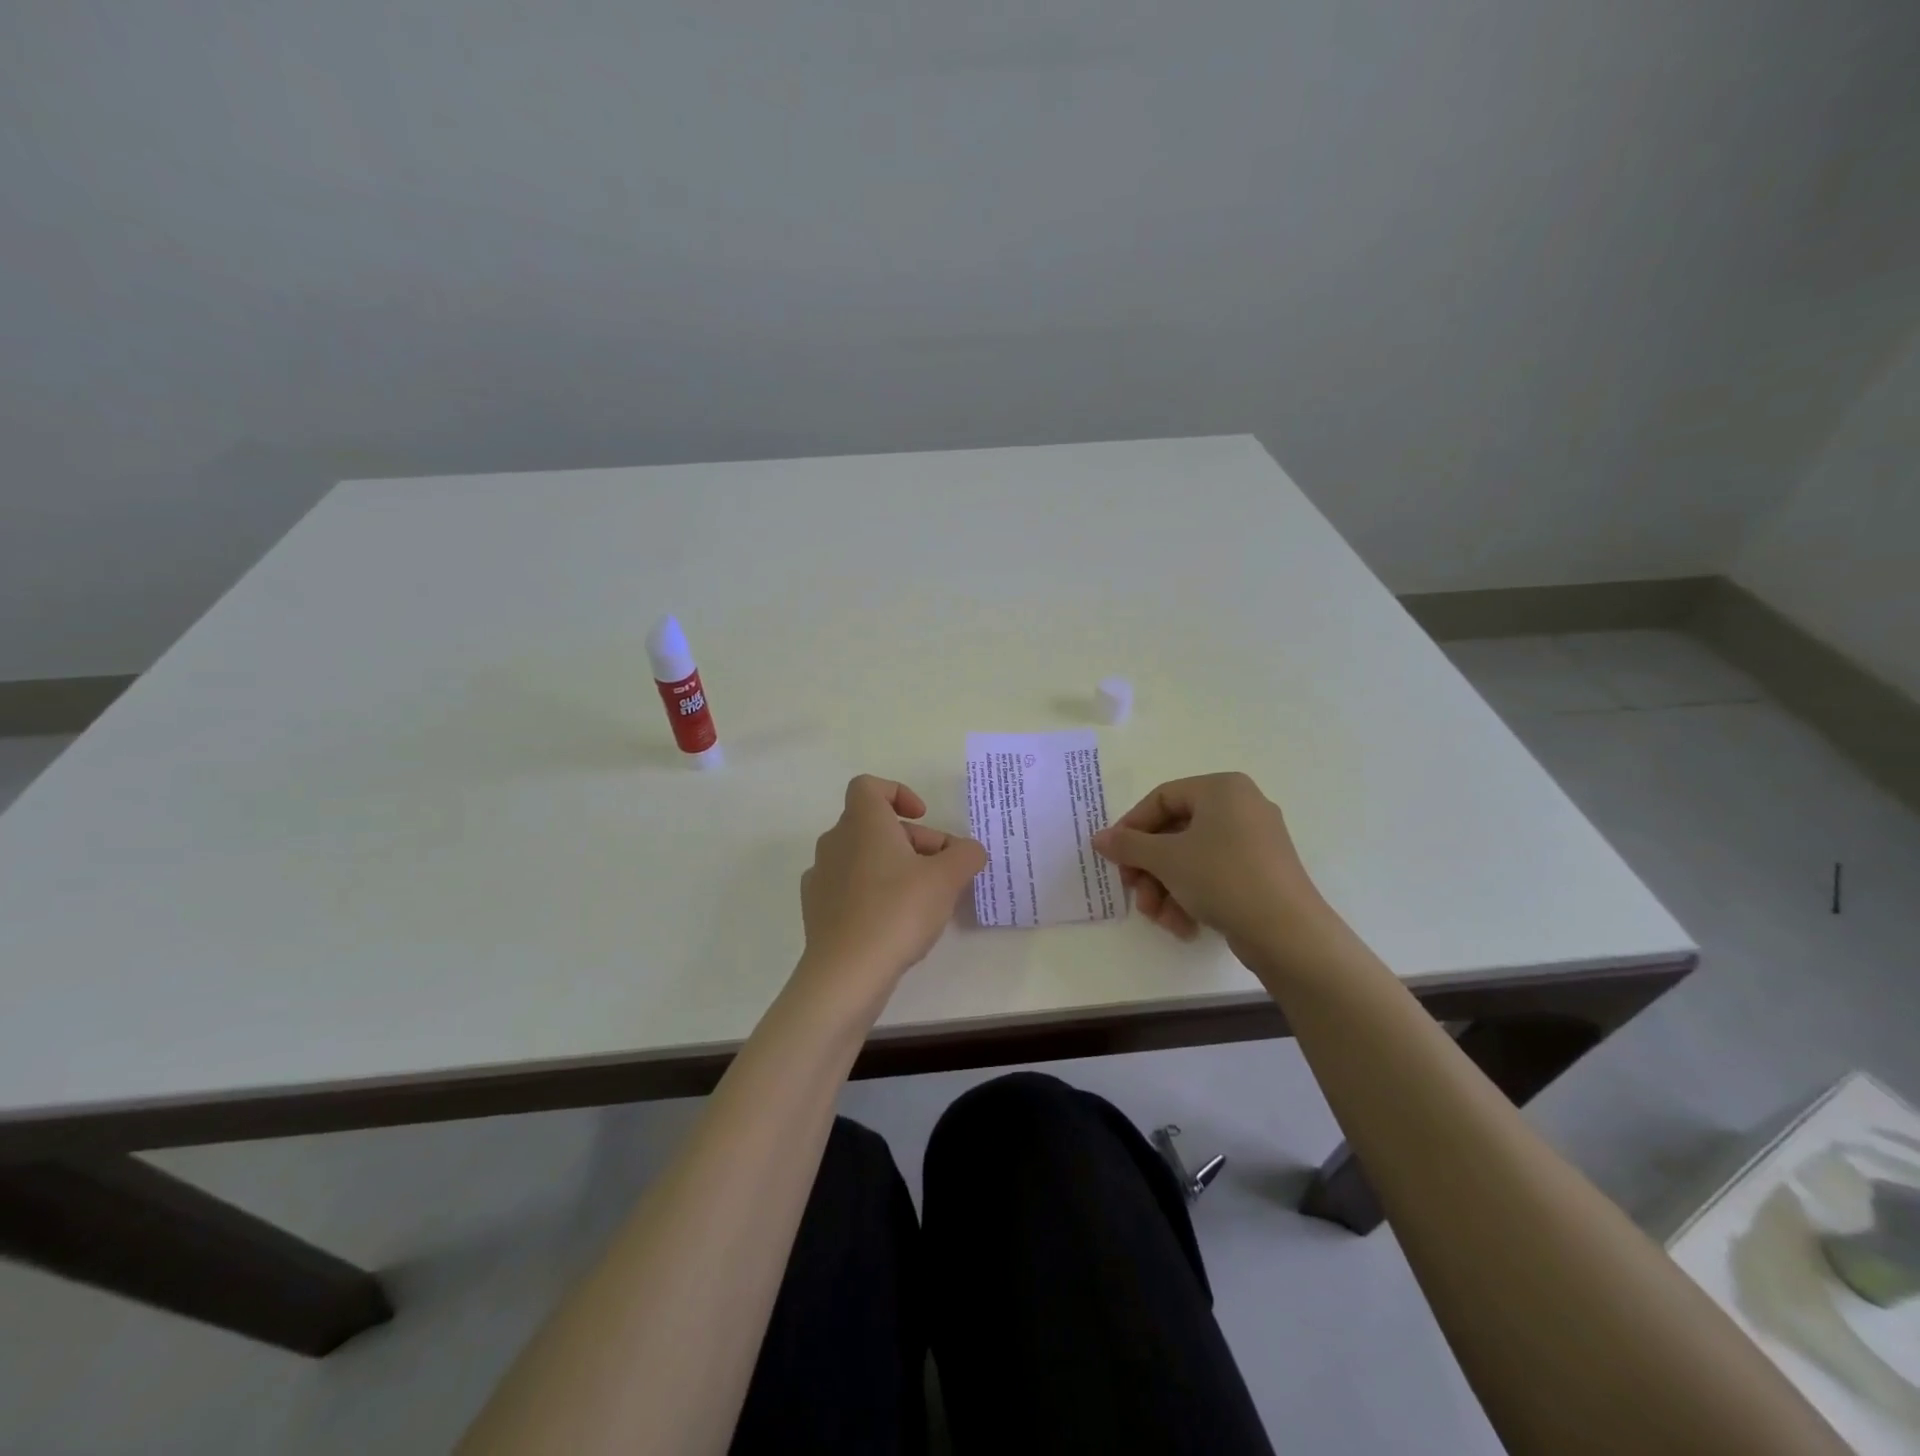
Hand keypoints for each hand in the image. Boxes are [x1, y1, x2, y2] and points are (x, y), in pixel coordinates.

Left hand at [797, 776, 986, 1002]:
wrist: (846, 973)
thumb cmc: (897, 911)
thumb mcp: (947, 879)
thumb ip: (966, 856)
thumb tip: (970, 850)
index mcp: (862, 823)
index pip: (869, 786)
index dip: (898, 793)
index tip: (923, 817)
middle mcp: (835, 841)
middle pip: (875, 825)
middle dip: (913, 840)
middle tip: (944, 869)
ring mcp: (821, 876)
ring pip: (863, 856)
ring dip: (894, 866)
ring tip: (924, 898)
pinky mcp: (816, 909)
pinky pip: (849, 886)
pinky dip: (872, 892)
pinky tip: (893, 921)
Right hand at [1091, 772, 1330, 965]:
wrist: (1287, 932)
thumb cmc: (1222, 877)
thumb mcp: (1166, 859)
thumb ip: (1128, 845)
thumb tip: (1099, 838)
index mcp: (1222, 789)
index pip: (1161, 798)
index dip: (1131, 827)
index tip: (1114, 856)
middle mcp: (1241, 807)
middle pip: (1175, 832)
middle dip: (1149, 868)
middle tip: (1134, 892)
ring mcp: (1255, 841)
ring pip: (1192, 858)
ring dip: (1166, 888)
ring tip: (1158, 917)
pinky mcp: (1261, 873)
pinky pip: (1214, 875)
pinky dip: (1192, 896)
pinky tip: (1183, 925)